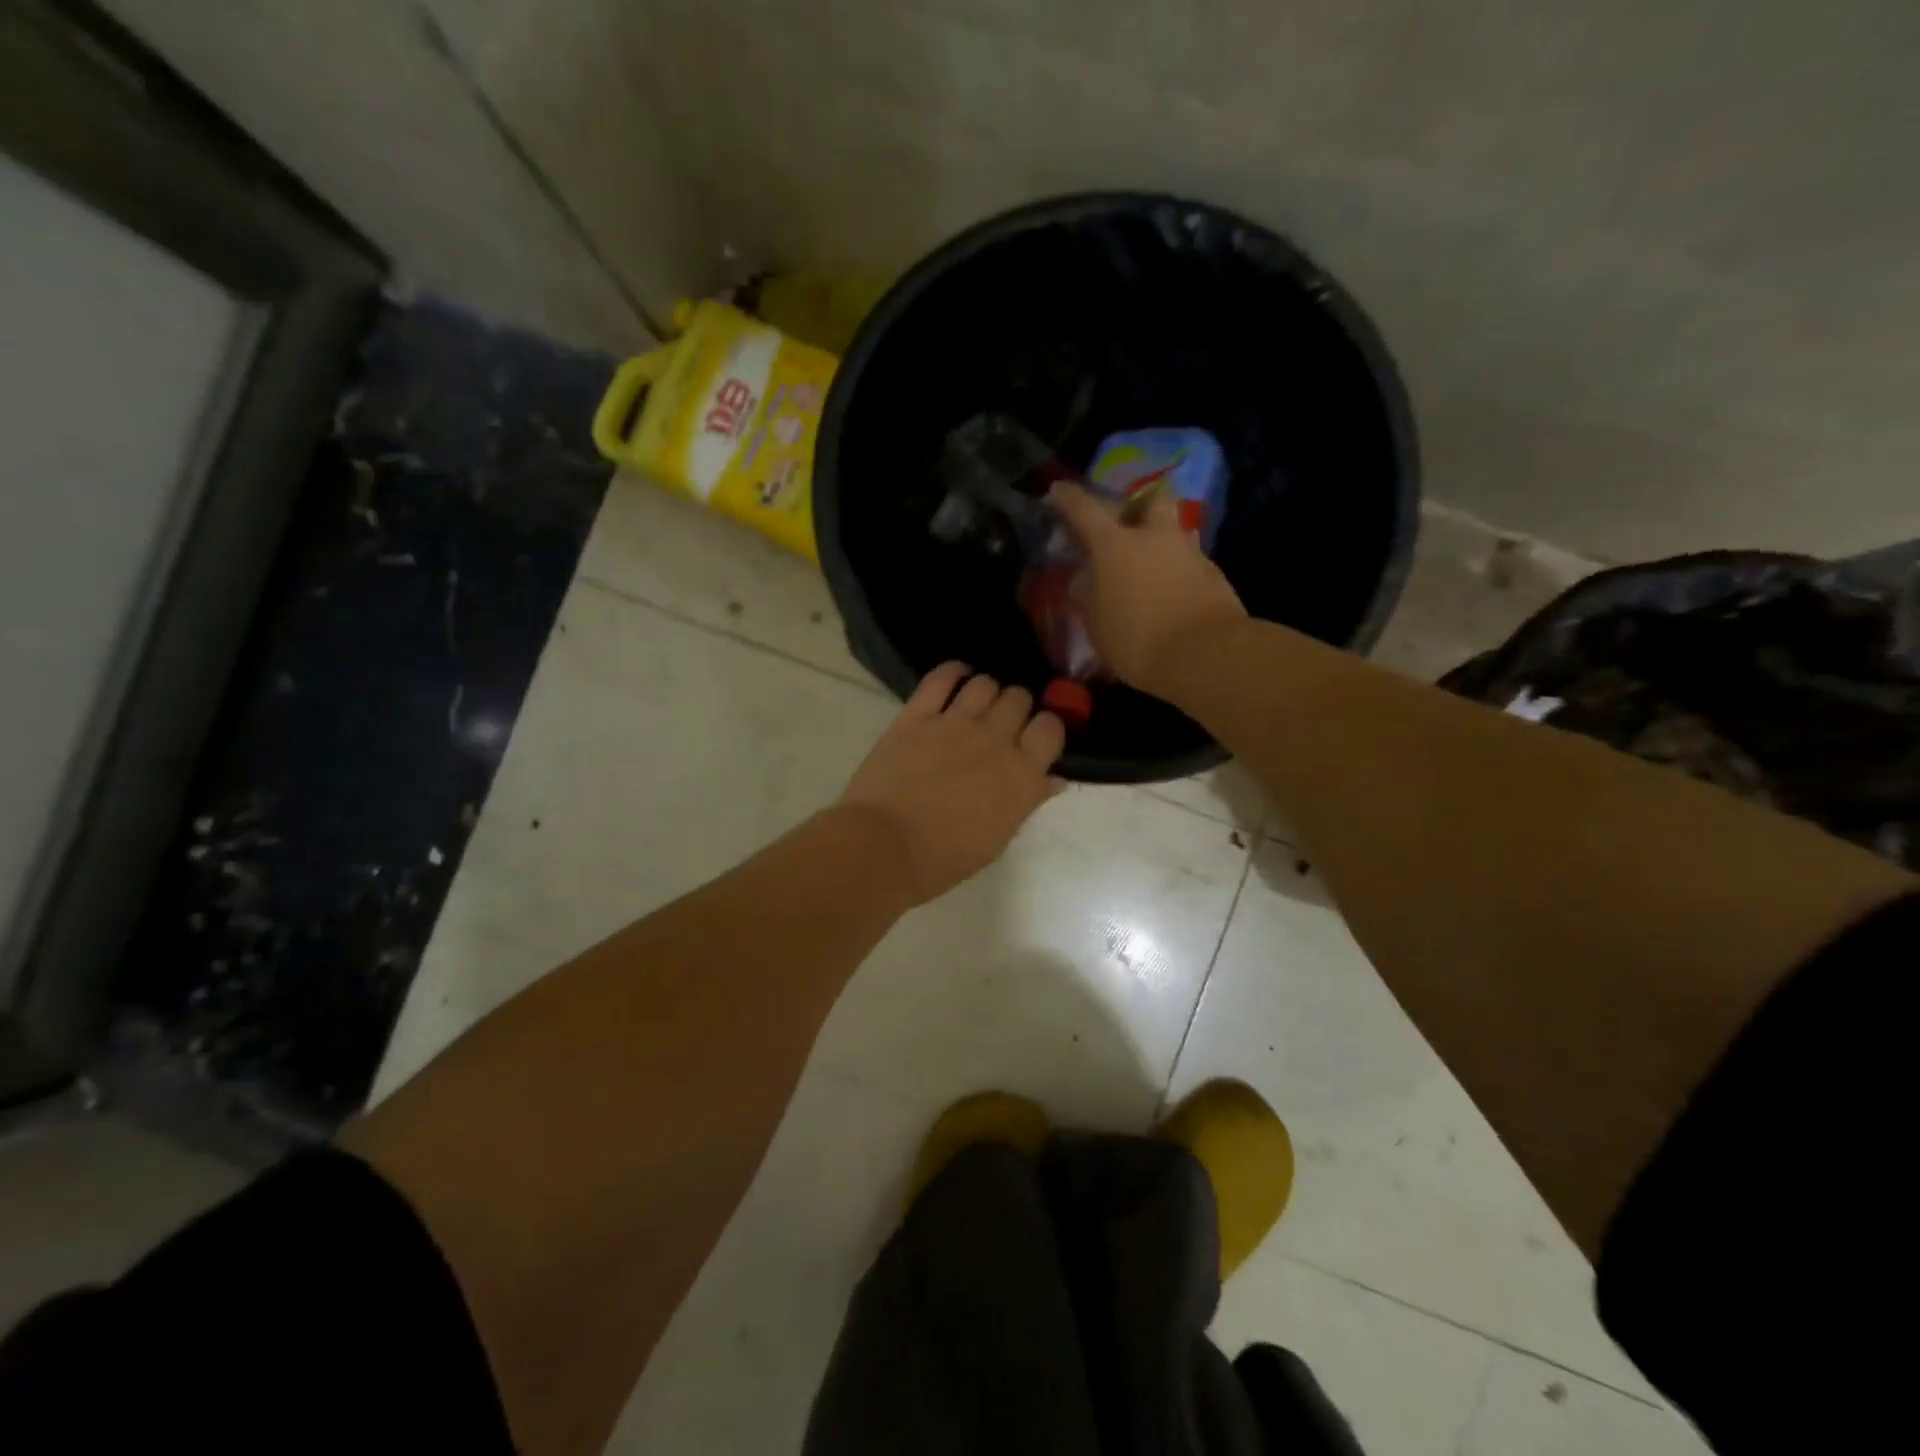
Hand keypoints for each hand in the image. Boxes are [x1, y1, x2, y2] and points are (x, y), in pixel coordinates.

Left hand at [840, 663, 1064, 904]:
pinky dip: (952, 672)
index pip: (1051, 728)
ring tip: (978, 704)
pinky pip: (940, 678)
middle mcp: (994, 740)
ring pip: (985, 684)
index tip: (1035, 737)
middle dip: (1016, 707)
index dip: (1046, 728)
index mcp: (1021, 775)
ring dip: (987, 691)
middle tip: (1004, 723)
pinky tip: (956, 676)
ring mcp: (954, 723)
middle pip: (1019, 699)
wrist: (884, 848)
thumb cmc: (945, 857)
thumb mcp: (998, 838)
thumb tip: (1053, 779)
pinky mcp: (916, 716)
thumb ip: (1028, 801)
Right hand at [1050, 481, 1247, 696]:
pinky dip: (1176, 571)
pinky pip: (1189, 561)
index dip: (1068, 498)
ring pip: (1174, 531)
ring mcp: (1189, 552)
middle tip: (1127, 524)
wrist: (1206, 655)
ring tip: (1148, 568)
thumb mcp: (1097, 625)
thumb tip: (1086, 580)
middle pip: (1152, 499)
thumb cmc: (1137, 640)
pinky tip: (1170, 594)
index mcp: (1115, 545)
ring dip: (1160, 541)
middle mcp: (1154, 537)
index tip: (1058, 491)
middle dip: (1138, 505)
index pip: (1085, 510)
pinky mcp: (1214, 575)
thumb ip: (1088, 597)